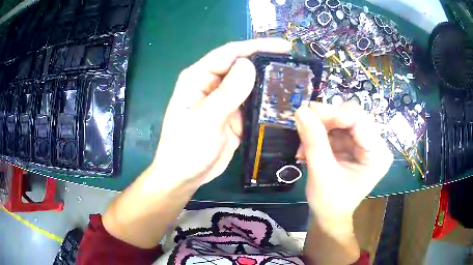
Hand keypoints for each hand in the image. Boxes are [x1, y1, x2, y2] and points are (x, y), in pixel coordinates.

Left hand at [152, 39, 290, 185]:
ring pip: (250, 85)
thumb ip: (228, 92)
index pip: (230, 53)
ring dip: (269, 83)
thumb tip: (249, 64)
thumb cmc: (186, 148)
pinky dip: (267, 103)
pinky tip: (284, 102)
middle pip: (242, 66)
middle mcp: (212, 85)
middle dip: (267, 63)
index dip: (257, 46)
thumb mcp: (206, 119)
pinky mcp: (234, 116)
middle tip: (295, 64)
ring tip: (295, 81)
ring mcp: (224, 101)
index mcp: (199, 77)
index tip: (284, 47)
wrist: (184, 177)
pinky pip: (253, 104)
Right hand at [295, 103, 392, 231]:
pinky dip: (321, 133)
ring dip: (321, 126)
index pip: (359, 120)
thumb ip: (314, 141)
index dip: (333, 112)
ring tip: (304, 143)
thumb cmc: (330, 202)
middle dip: (326, 119)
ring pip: (343, 119)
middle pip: (352, 115)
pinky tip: (309, 145)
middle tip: (304, 123)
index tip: (307, 111)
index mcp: (377, 154)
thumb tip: (301, 110)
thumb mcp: (322, 174)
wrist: (330, 216)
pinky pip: (337, 128)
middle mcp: (376, 145)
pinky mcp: (355, 144)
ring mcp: (366, 143)